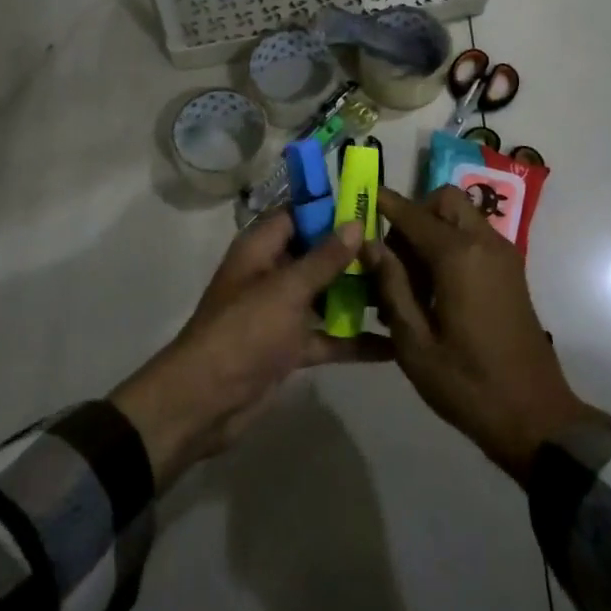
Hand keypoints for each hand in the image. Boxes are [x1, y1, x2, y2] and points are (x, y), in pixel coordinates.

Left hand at [110, 214, 391, 489]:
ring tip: (406, 289)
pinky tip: (394, 345)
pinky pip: (327, 336)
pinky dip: (354, 340)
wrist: (204, 403)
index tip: (372, 207)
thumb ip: (324, 258)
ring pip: (326, 294)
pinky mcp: (290, 347)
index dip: (332, 209)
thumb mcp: (287, 290)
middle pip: (317, 254)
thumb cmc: (244, 331)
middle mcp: (272, 274)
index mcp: (261, 248)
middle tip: (400, 252)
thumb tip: (355, 223)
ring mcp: (281, 312)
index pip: (299, 215)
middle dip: (354, 254)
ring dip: (359, 295)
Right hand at [367, 186, 597, 480]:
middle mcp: (484, 243)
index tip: (359, 195)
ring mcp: (503, 256)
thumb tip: (369, 244)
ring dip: (432, 230)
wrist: (535, 417)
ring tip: (408, 281)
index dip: (384, 203)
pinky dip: (451, 244)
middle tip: (392, 256)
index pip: (413, 214)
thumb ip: (391, 285)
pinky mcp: (511, 272)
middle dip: (414, 215)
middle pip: (444, 201)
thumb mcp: (415, 342)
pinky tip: (433, 290)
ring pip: (461, 217)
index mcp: (458, 256)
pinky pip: (474, 238)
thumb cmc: (467, 383)